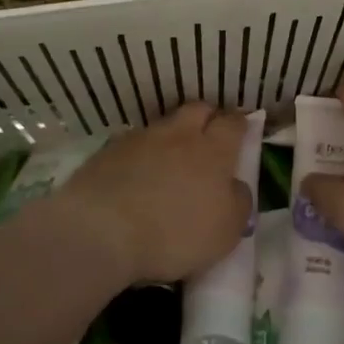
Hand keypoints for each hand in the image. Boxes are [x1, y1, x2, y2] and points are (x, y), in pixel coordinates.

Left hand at [56, 103, 252, 283]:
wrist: (102, 231)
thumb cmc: (175, 233)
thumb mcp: (226, 231)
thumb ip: (239, 202)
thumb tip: (236, 186)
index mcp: (213, 151)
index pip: (233, 123)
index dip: (240, 124)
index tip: (242, 131)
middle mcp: (179, 134)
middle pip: (198, 110)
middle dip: (207, 118)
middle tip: (209, 138)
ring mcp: (140, 139)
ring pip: (164, 126)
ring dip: (172, 137)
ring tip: (170, 161)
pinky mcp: (108, 152)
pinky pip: (133, 144)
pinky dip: (141, 155)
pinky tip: (137, 175)